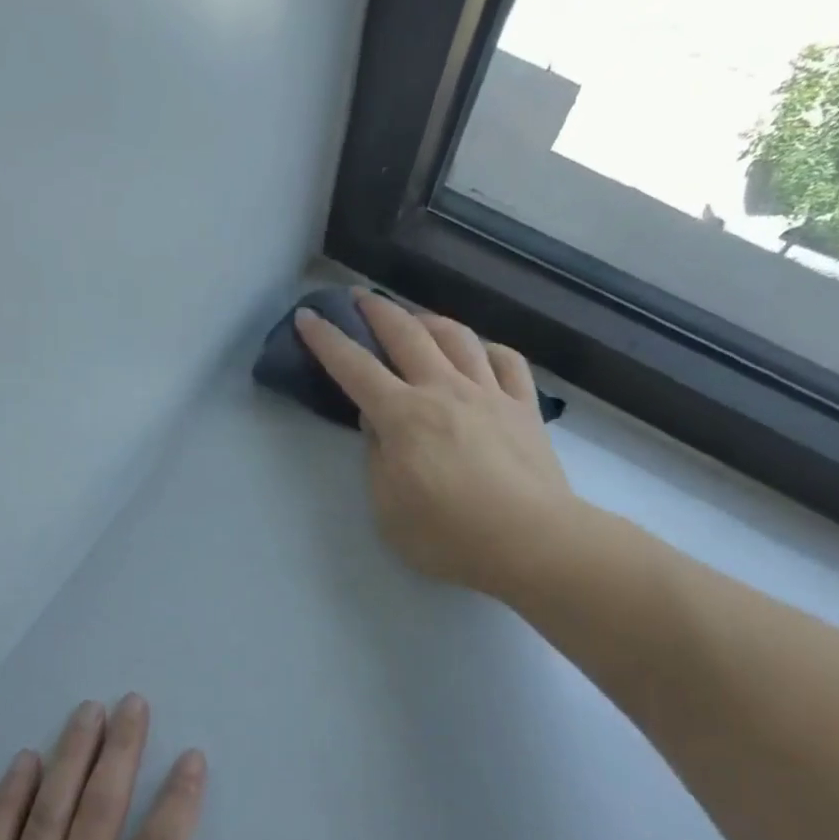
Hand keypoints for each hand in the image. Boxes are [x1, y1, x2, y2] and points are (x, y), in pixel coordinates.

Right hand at [296, 290, 578, 598]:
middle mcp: (443, 390)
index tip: (307, 317)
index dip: (327, 341)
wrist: (531, 542)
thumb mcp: (387, 507)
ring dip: (428, 319)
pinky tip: (478, 350)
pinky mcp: (523, 407)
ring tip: (415, 318)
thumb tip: (377, 423)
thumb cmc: (447, 535)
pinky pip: (506, 361)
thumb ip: (376, 458)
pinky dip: (486, 348)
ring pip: (457, 337)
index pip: (354, 368)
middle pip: (406, 335)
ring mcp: (489, 394)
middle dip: (377, 310)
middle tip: (359, 297)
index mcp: (402, 415)